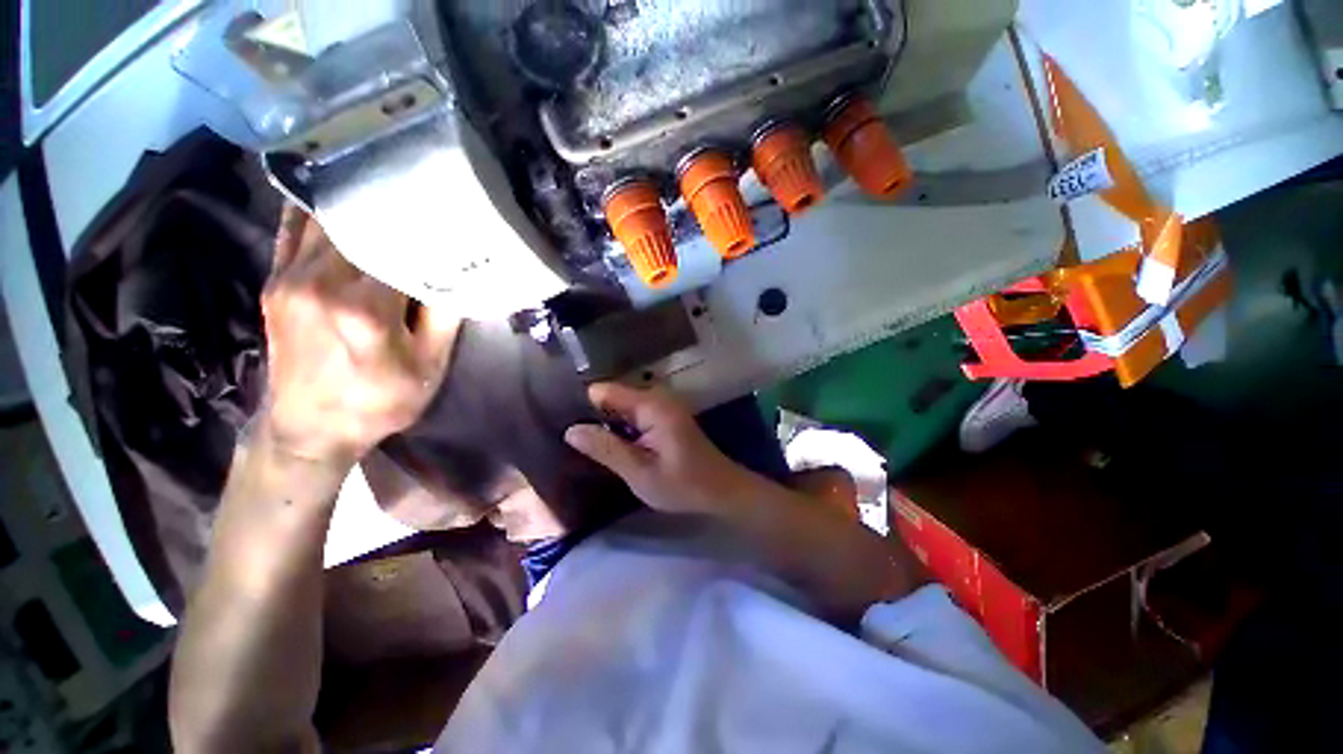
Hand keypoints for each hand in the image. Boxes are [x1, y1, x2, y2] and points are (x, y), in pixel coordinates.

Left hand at [258, 206, 459, 465]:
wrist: (309, 429)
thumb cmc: (379, 401)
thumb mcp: (430, 366)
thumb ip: (444, 316)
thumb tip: (454, 272)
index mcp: (366, 308)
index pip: (398, 244)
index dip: (422, 224)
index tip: (444, 210)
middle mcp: (320, 283)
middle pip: (359, 223)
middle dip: (390, 205)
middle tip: (420, 192)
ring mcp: (290, 279)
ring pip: (324, 219)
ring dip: (354, 201)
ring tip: (383, 184)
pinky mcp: (275, 282)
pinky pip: (292, 230)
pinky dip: (314, 208)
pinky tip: (332, 192)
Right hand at [564, 383, 764, 514]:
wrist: (721, 490)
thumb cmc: (683, 484)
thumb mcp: (640, 473)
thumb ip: (606, 449)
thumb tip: (571, 430)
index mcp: (651, 405)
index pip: (603, 390)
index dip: (581, 405)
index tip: (560, 422)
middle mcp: (656, 397)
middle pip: (611, 396)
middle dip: (591, 416)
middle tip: (567, 439)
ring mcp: (661, 405)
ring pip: (620, 406)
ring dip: (604, 423)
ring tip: (581, 443)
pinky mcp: (663, 416)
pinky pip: (632, 414)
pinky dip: (619, 427)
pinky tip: (607, 445)